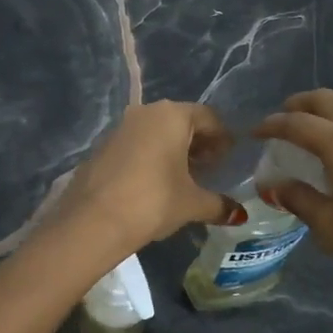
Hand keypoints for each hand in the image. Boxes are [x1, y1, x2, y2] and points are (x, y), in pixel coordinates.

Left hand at [51, 101, 241, 258]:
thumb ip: (219, 204)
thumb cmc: (153, 201)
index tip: (229, 159)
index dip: (222, 138)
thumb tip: (239, 215)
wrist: (93, 220)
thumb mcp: (192, 204)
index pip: (208, 117)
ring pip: (157, 131)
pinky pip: (138, 143)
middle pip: (181, 121)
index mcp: (172, 116)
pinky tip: (156, 182)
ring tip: (184, 177)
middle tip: (209, 168)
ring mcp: (121, 127)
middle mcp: (146, 112)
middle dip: (198, 143)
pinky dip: (152, 156)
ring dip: (174, 149)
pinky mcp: (104, 145)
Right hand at [253, 90, 332, 332]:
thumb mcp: (331, 228)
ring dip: (331, 108)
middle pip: (327, 100)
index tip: (256, 131)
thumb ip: (299, 199)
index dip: (272, 125)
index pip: (297, 123)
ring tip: (318, 125)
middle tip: (284, 117)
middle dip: (301, 105)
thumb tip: (273, 185)